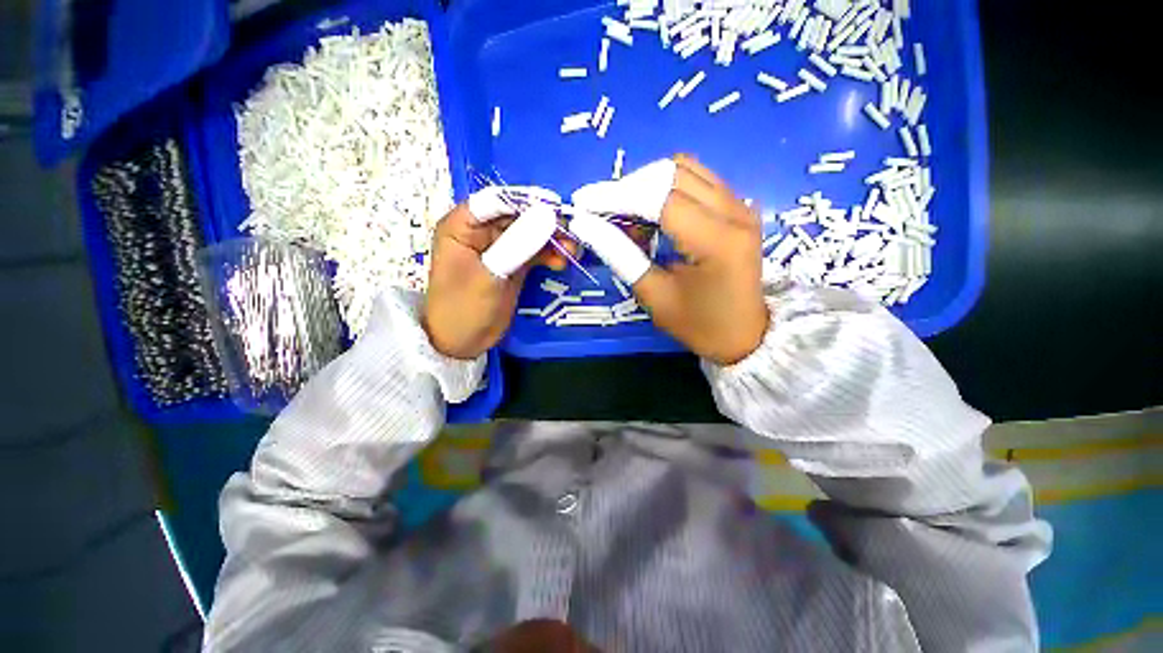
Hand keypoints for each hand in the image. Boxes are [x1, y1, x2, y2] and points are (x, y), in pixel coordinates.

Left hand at [423, 190, 573, 358]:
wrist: (461, 343)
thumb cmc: (463, 310)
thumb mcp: (490, 277)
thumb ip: (518, 246)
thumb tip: (549, 215)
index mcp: (462, 225)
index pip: (497, 200)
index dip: (528, 201)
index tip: (557, 209)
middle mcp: (481, 230)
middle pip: (518, 215)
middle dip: (546, 223)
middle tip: (572, 234)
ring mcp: (498, 246)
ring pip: (530, 232)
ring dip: (552, 239)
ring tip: (572, 251)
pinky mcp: (512, 262)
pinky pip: (534, 251)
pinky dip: (549, 254)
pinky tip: (562, 262)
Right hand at [573, 155, 768, 364]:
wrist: (745, 335)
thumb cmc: (699, 325)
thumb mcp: (654, 296)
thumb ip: (621, 256)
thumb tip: (587, 225)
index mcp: (717, 241)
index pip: (660, 199)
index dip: (617, 196)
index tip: (584, 202)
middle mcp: (735, 212)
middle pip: (672, 174)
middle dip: (630, 187)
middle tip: (604, 213)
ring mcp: (741, 206)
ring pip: (685, 169)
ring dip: (649, 185)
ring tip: (629, 215)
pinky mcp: (739, 208)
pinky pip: (698, 180)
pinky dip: (667, 188)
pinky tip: (654, 214)